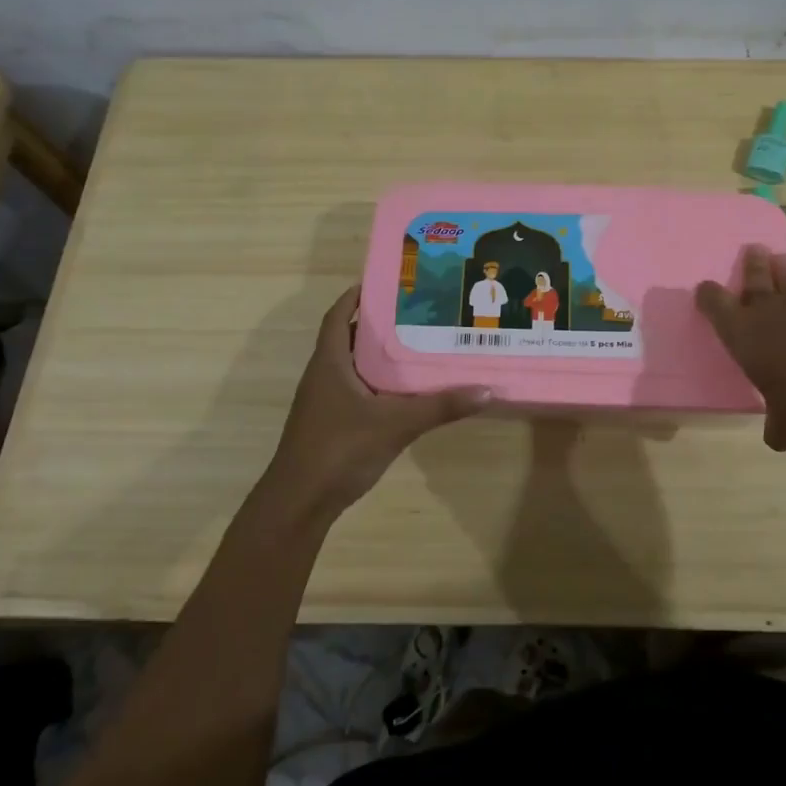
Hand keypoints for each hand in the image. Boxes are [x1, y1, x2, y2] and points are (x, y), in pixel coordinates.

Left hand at [264, 287, 490, 513]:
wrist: (300, 503)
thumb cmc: (339, 449)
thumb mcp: (396, 424)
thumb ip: (440, 407)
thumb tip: (486, 389)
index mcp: (329, 362)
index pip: (338, 316)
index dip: (356, 297)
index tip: (385, 283)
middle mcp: (323, 375)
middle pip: (350, 339)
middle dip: (379, 325)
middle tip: (417, 313)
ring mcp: (325, 402)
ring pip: (354, 367)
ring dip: (380, 356)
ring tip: (418, 346)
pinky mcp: (332, 425)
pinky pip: (357, 391)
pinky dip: (379, 384)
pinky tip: (406, 392)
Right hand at [695, 244, 785, 452]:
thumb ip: (776, 424)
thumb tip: (777, 433)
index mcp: (744, 334)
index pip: (714, 303)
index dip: (708, 295)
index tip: (706, 291)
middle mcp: (770, 308)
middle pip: (755, 274)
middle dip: (751, 264)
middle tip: (752, 252)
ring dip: (784, 270)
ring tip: (783, 264)